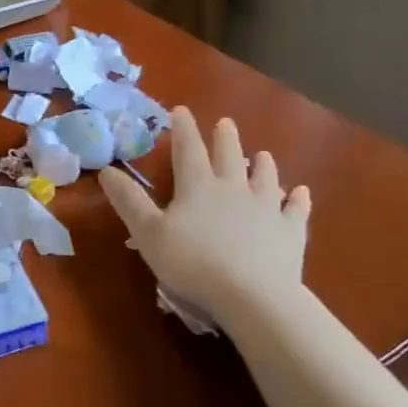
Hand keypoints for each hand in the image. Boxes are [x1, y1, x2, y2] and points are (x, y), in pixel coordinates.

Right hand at [98, 109, 310, 320]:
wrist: (253, 296)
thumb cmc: (192, 263)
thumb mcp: (148, 233)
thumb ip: (129, 201)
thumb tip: (106, 170)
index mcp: (198, 187)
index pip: (188, 150)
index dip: (183, 129)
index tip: (181, 110)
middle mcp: (234, 189)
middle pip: (230, 157)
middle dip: (225, 138)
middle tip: (225, 123)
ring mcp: (267, 209)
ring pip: (265, 179)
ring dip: (263, 165)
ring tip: (263, 154)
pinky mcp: (290, 233)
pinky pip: (296, 210)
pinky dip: (298, 199)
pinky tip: (301, 193)